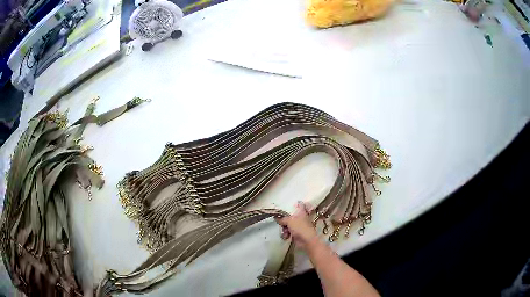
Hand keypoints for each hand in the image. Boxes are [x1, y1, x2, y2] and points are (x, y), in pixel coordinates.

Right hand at [276, 201, 319, 251]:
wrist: (307, 241)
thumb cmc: (300, 228)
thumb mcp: (290, 221)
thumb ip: (282, 218)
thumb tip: (276, 217)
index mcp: (301, 212)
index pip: (300, 205)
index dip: (296, 203)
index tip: (291, 203)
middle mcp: (300, 218)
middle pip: (290, 216)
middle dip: (284, 220)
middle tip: (281, 223)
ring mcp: (298, 226)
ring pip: (288, 225)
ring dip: (284, 229)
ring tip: (285, 232)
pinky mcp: (296, 234)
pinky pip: (288, 232)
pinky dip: (286, 234)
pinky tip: (286, 236)